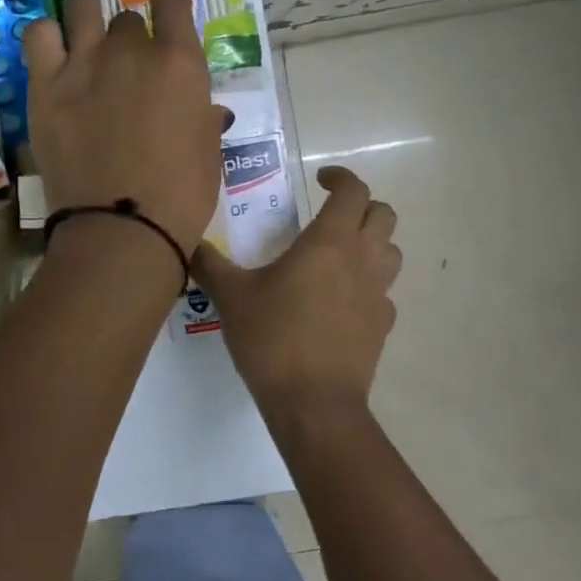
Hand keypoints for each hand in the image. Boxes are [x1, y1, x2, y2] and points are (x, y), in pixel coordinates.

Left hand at [23, 0, 227, 256]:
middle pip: (127, 19)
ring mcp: (84, 64)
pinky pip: (38, 35)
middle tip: (126, 66)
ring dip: (87, 16)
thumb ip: (203, 119)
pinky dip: (47, 35)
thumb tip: (204, 111)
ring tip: (85, 36)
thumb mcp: (208, 154)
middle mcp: (132, 50)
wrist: (122, 229)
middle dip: (130, 37)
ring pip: (82, 8)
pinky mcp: (46, 86)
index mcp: (180, 64)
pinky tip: (53, 51)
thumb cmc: (180, 198)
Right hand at [194, 166, 401, 422]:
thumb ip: (209, 264)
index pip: (353, 191)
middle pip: (383, 215)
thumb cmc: (273, 339)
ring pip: (391, 252)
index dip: (340, 177)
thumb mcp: (231, 297)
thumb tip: (189, 243)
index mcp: (329, 242)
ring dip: (371, 243)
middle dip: (360, 206)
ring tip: (337, 255)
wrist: (313, 403)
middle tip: (329, 215)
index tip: (319, 179)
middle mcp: (362, 261)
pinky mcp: (382, 327)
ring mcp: (378, 295)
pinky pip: (383, 293)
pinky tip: (339, 303)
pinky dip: (367, 286)